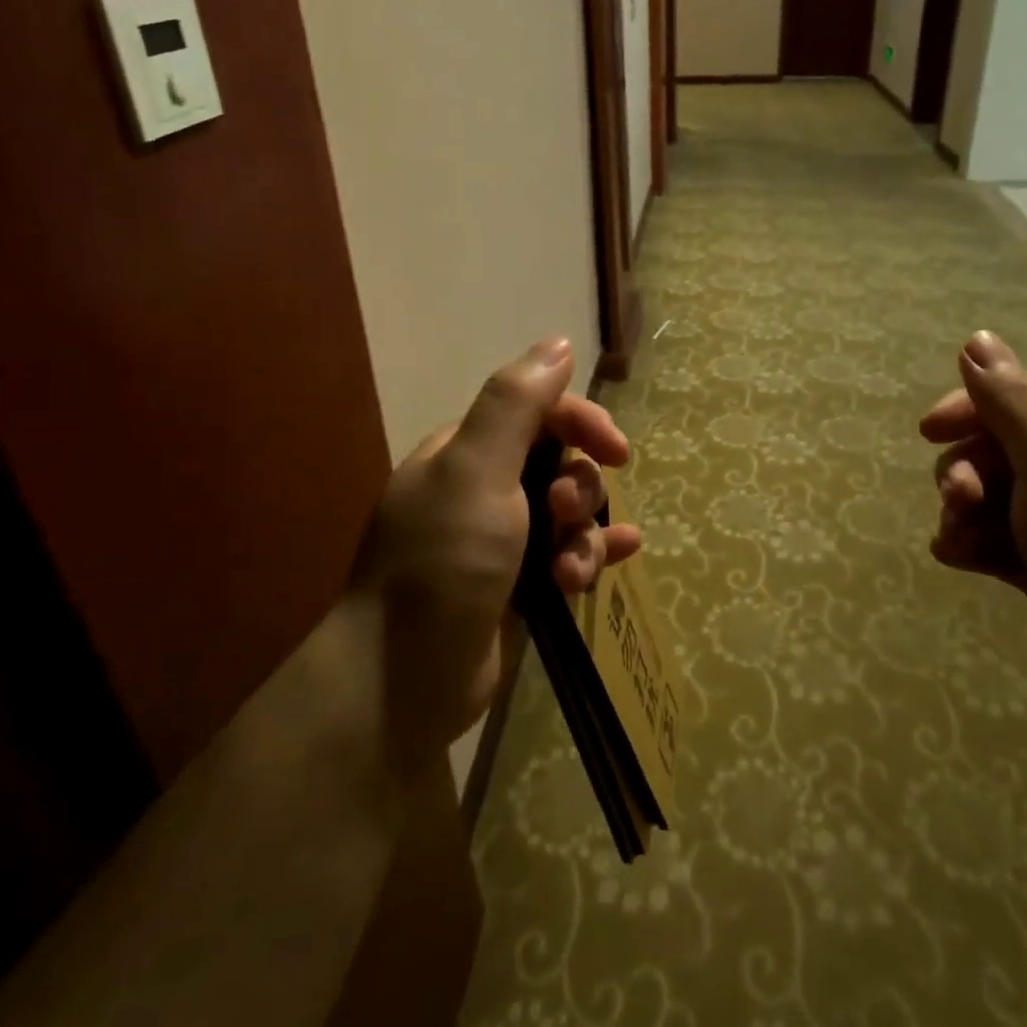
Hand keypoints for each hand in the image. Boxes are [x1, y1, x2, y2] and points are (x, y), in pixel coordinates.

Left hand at [351, 336, 640, 775]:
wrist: (403, 682)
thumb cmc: (441, 562)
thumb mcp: (475, 471)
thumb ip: (515, 404)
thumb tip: (558, 344)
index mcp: (465, 453)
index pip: (537, 412)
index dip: (581, 422)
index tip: (615, 450)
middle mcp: (483, 489)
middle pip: (559, 463)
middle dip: (579, 487)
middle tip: (564, 516)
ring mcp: (501, 541)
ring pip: (569, 514)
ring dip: (585, 535)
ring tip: (571, 573)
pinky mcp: (519, 587)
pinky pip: (570, 554)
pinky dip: (595, 554)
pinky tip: (623, 559)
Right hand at [921, 331, 1026, 725]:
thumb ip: (1012, 399)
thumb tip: (977, 337)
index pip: (1016, 399)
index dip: (968, 409)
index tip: (928, 432)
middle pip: (994, 449)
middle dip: (964, 470)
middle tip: (959, 499)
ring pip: (987, 497)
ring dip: (961, 512)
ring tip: (960, 539)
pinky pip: (993, 540)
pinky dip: (971, 545)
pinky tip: (961, 560)